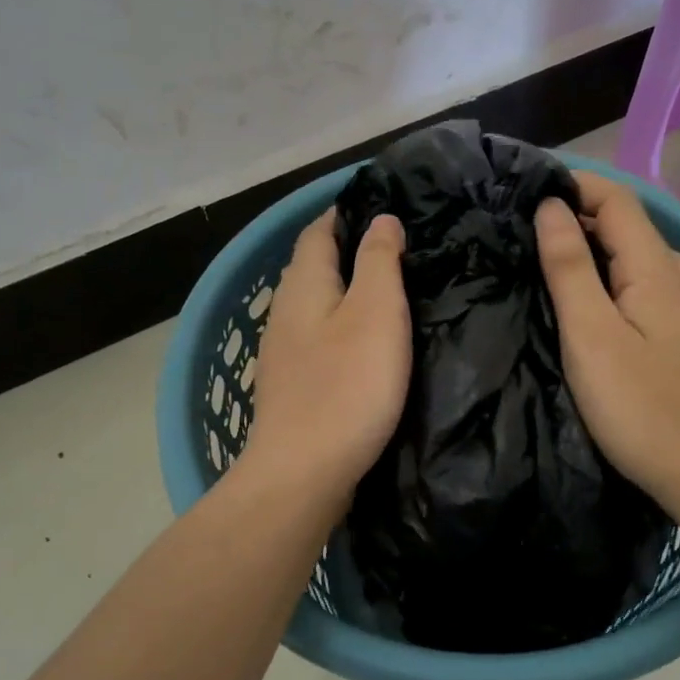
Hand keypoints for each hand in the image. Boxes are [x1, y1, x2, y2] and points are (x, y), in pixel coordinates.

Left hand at [241, 209, 410, 514]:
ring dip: (344, 293)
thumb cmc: (346, 386)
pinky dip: (341, 329)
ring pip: (315, 307)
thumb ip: (379, 261)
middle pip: (312, 268)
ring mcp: (283, 354)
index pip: (318, 232)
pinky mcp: (292, 388)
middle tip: (395, 248)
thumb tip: (381, 220)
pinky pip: (318, 341)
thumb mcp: (376, 313)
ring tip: (387, 294)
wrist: (302, 473)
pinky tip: (364, 346)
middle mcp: (285, 313)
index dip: (345, 213)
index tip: (381, 205)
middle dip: (346, 251)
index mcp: (303, 286)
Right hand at [535, 173, 679, 517]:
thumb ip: (569, 268)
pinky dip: (610, 280)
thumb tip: (551, 207)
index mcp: (655, 268)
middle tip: (524, 231)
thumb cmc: (642, 407)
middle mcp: (676, 278)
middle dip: (578, 216)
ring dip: (594, 250)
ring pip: (636, 259)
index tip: (525, 193)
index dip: (574, 185)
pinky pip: (642, 288)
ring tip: (549, 264)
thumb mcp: (591, 335)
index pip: (617, 200)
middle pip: (628, 226)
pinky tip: (590, 306)